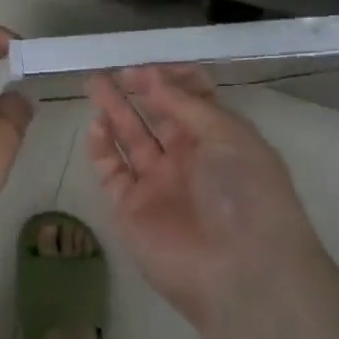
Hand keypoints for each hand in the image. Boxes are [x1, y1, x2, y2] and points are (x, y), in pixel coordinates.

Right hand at [87, 66, 325, 330]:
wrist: (240, 272)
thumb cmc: (245, 192)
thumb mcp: (227, 135)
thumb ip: (185, 104)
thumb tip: (152, 78)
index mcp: (219, 139)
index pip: (190, 100)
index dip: (169, 80)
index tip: (146, 67)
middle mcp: (188, 158)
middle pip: (156, 115)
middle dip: (136, 91)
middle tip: (111, 70)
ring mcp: (158, 183)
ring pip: (130, 138)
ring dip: (113, 110)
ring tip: (94, 83)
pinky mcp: (131, 208)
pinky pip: (112, 171)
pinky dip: (102, 147)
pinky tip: (96, 124)